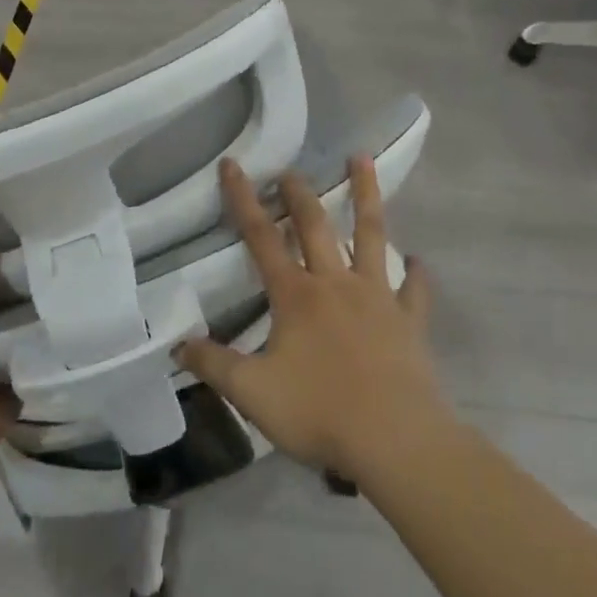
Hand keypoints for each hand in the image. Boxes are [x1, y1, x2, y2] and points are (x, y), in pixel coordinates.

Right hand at [177, 156, 443, 477]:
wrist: (394, 439)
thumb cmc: (319, 412)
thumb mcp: (253, 393)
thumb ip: (215, 365)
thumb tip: (179, 343)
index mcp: (296, 295)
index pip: (261, 237)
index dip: (243, 199)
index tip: (233, 164)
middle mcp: (335, 283)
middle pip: (315, 225)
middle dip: (298, 193)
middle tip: (290, 169)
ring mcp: (377, 297)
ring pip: (370, 234)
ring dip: (366, 195)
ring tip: (361, 158)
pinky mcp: (408, 320)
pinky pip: (414, 290)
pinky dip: (416, 274)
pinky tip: (417, 261)